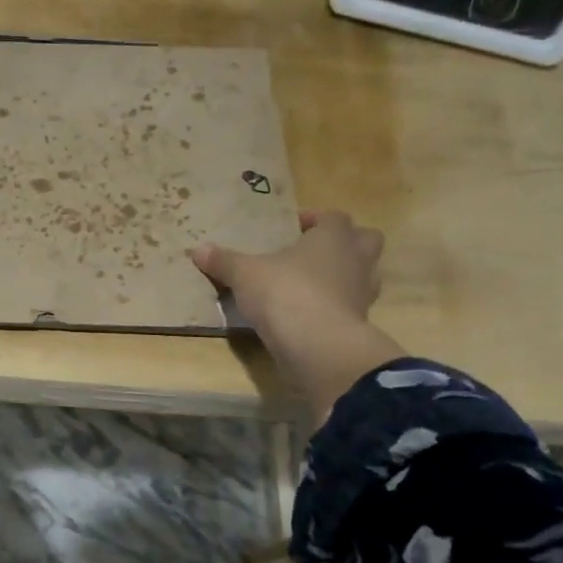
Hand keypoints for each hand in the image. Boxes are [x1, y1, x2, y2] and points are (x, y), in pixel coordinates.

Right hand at [191, 211, 404, 420]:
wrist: (317, 345)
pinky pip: (351, 306)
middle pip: (365, 240)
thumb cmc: (285, 293)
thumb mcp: (245, 274)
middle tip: (313, 252)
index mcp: (334, 237)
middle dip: (344, 243)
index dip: (314, 219)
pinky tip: (310, 314)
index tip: (292, 227)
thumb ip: (224, 261)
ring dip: (344, 275)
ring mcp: (363, 293)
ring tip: (312, 285)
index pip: (333, 217)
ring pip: (364, 274)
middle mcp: (356, 259)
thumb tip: (197, 249)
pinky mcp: (359, 323)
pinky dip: (336, 306)